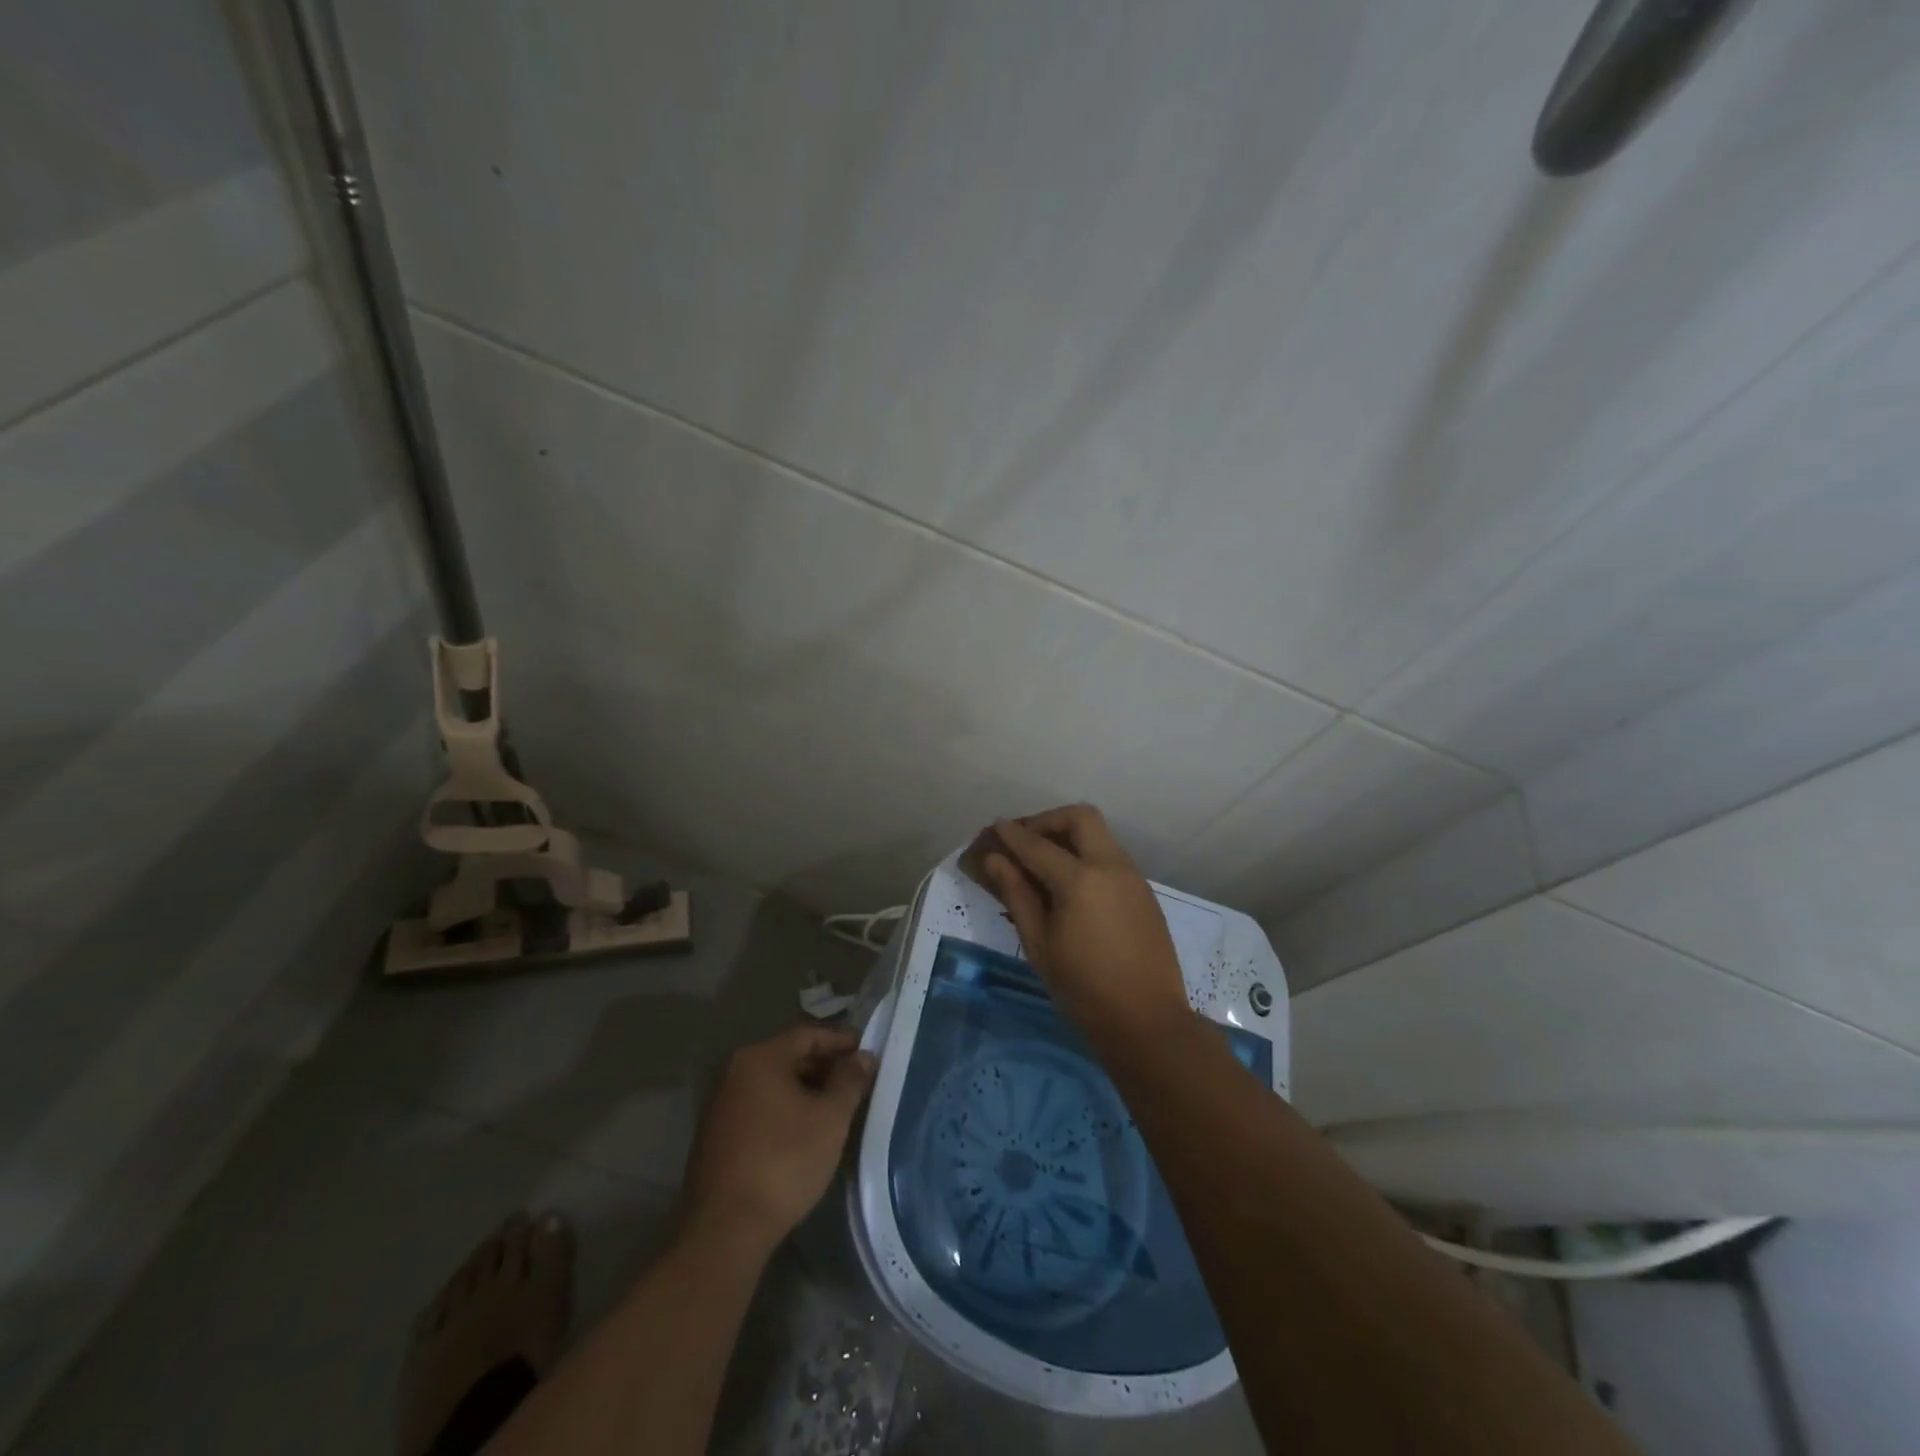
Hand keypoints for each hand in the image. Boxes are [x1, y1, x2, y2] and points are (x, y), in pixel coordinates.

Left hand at [679, 1025, 876, 1256]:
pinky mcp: (716, 1136)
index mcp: (760, 1059)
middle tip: (853, 1081)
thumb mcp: (830, 1118)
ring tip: (833, 1107)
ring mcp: (721, 1105)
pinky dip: (784, 1109)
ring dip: (804, 1089)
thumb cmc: (784, 1161)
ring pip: (773, 1084)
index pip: (807, 1034)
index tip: (864, 1050)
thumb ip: (850, 1081)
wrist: (726, 1229)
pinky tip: (803, 1131)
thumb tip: (863, 1056)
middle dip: (823, 1066)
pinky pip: (759, 1107)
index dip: (839, 1040)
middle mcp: (735, 1072)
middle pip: (788, 1056)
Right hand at [965, 804, 1191, 1051]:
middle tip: (1026, 841)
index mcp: (1080, 880)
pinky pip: (1111, 858)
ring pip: (1099, 835)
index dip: (1012, 834)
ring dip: (1070, 837)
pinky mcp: (1144, 892)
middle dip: (1048, 821)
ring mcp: (1132, 877)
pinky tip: (1071, 887)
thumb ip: (1017, 894)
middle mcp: (1111, 866)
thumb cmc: (1083, 989)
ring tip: (1044, 864)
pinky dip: (1087, 856)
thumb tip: (995, 860)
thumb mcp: (1040, 944)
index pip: (1037, 845)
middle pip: (1080, 818)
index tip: (995, 827)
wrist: (1147, 1022)